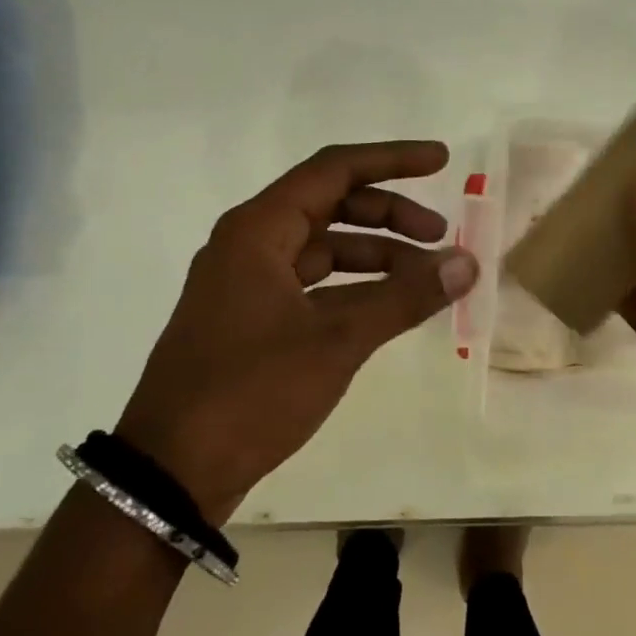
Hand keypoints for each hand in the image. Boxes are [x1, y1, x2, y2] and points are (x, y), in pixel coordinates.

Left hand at [116, 141, 478, 524]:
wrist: (169, 475)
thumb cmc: (249, 392)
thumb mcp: (336, 341)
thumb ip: (404, 297)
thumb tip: (467, 264)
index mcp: (258, 230)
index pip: (335, 170)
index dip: (392, 160)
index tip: (441, 161)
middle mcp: (249, 244)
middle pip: (331, 205)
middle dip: (390, 215)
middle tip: (440, 237)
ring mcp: (245, 283)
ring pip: (323, 248)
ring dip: (376, 256)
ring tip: (426, 279)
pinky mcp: (249, 319)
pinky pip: (312, 284)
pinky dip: (353, 288)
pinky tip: (387, 307)